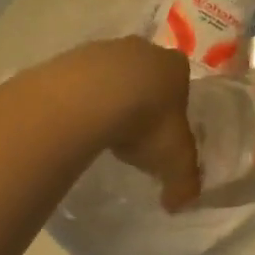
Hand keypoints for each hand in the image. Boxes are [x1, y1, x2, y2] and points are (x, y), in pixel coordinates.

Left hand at [77, 37, 200, 210]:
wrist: (89, 99)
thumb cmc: (146, 122)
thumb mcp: (174, 160)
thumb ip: (184, 182)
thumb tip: (180, 204)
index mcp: (175, 66)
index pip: (182, 80)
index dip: (175, 104)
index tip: (164, 130)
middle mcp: (142, 50)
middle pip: (146, 73)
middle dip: (141, 97)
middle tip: (134, 132)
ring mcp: (104, 49)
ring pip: (111, 74)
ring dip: (109, 96)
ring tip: (103, 131)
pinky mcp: (70, 56)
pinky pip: (80, 80)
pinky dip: (81, 97)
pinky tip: (77, 121)